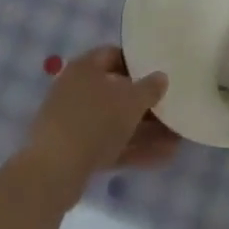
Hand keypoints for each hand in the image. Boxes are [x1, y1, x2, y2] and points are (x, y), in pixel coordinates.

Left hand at [18, 46, 178, 207]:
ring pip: (116, 122)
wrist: (52, 173)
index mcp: (85, 67)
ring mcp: (74, 122)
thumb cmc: (94, 121)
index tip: (160, 72)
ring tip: (176, 140)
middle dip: (146, 104)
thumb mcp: (131, 101)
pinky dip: (133, 148)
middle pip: (117, 92)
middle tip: (171, 109)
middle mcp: (77, 90)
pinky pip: (110, 144)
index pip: (114, 55)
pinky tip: (162, 158)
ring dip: (145, 130)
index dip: (138, 62)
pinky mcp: (75, 152)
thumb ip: (150, 88)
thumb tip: (161, 77)